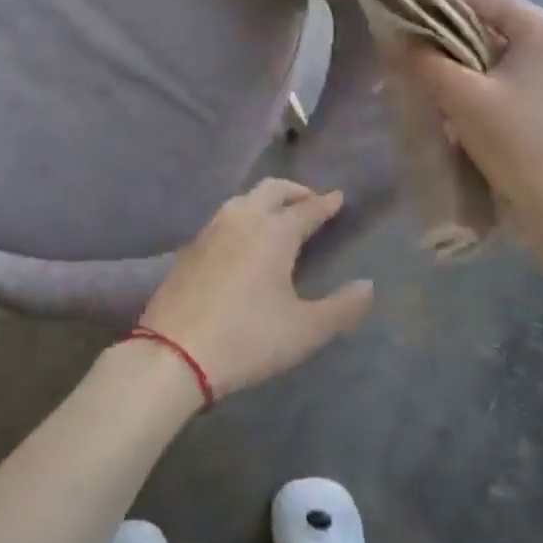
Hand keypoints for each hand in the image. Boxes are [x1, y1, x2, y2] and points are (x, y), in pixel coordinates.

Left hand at [137, 179, 373, 399]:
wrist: (174, 353)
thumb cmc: (248, 339)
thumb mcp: (305, 331)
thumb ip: (343, 308)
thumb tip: (368, 285)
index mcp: (274, 232)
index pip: (307, 209)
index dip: (326, 203)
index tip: (339, 197)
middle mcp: (242, 219)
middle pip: (272, 190)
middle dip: (295, 190)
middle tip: (311, 201)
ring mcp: (210, 230)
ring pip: (243, 199)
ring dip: (265, 200)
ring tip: (278, 217)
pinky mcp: (189, 248)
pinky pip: (223, 218)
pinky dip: (242, 216)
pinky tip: (243, 239)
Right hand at [398, 0, 542, 257]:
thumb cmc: (516, 143)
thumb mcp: (461, 97)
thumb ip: (423, 59)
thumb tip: (393, 37)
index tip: (396, 9)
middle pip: (489, 17)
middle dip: (444, 29)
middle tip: (405, 45)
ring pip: (498, 44)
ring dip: (460, 53)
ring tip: (423, 68)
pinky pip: (511, 67)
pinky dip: (481, 72)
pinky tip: (455, 90)